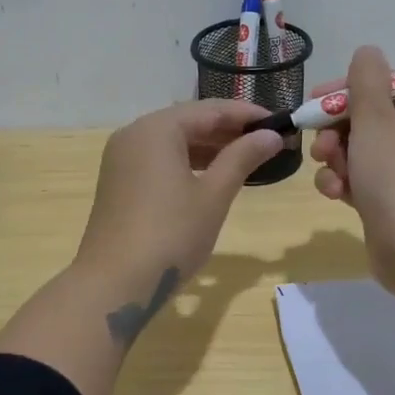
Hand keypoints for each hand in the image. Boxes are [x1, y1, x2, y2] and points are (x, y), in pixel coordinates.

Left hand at [76, 100, 282, 289]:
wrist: (113, 285)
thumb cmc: (170, 235)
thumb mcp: (213, 196)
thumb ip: (242, 158)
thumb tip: (271, 135)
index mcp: (156, 129)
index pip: (210, 110)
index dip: (247, 114)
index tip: (281, 122)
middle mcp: (134, 134)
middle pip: (188, 121)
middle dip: (228, 130)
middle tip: (268, 141)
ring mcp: (122, 158)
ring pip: (173, 141)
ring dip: (209, 147)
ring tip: (247, 158)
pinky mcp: (118, 181)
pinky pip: (158, 159)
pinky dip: (187, 162)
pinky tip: (211, 176)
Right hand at [309, 45, 394, 298]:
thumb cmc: (394, 173)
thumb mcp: (375, 116)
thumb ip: (366, 79)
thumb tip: (368, 52)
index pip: (380, 86)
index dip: (345, 92)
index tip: (318, 101)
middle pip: (364, 119)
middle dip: (335, 130)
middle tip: (322, 146)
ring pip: (355, 150)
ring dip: (335, 159)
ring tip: (332, 173)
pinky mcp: (389, 200)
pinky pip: (358, 179)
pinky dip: (343, 183)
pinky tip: (336, 194)